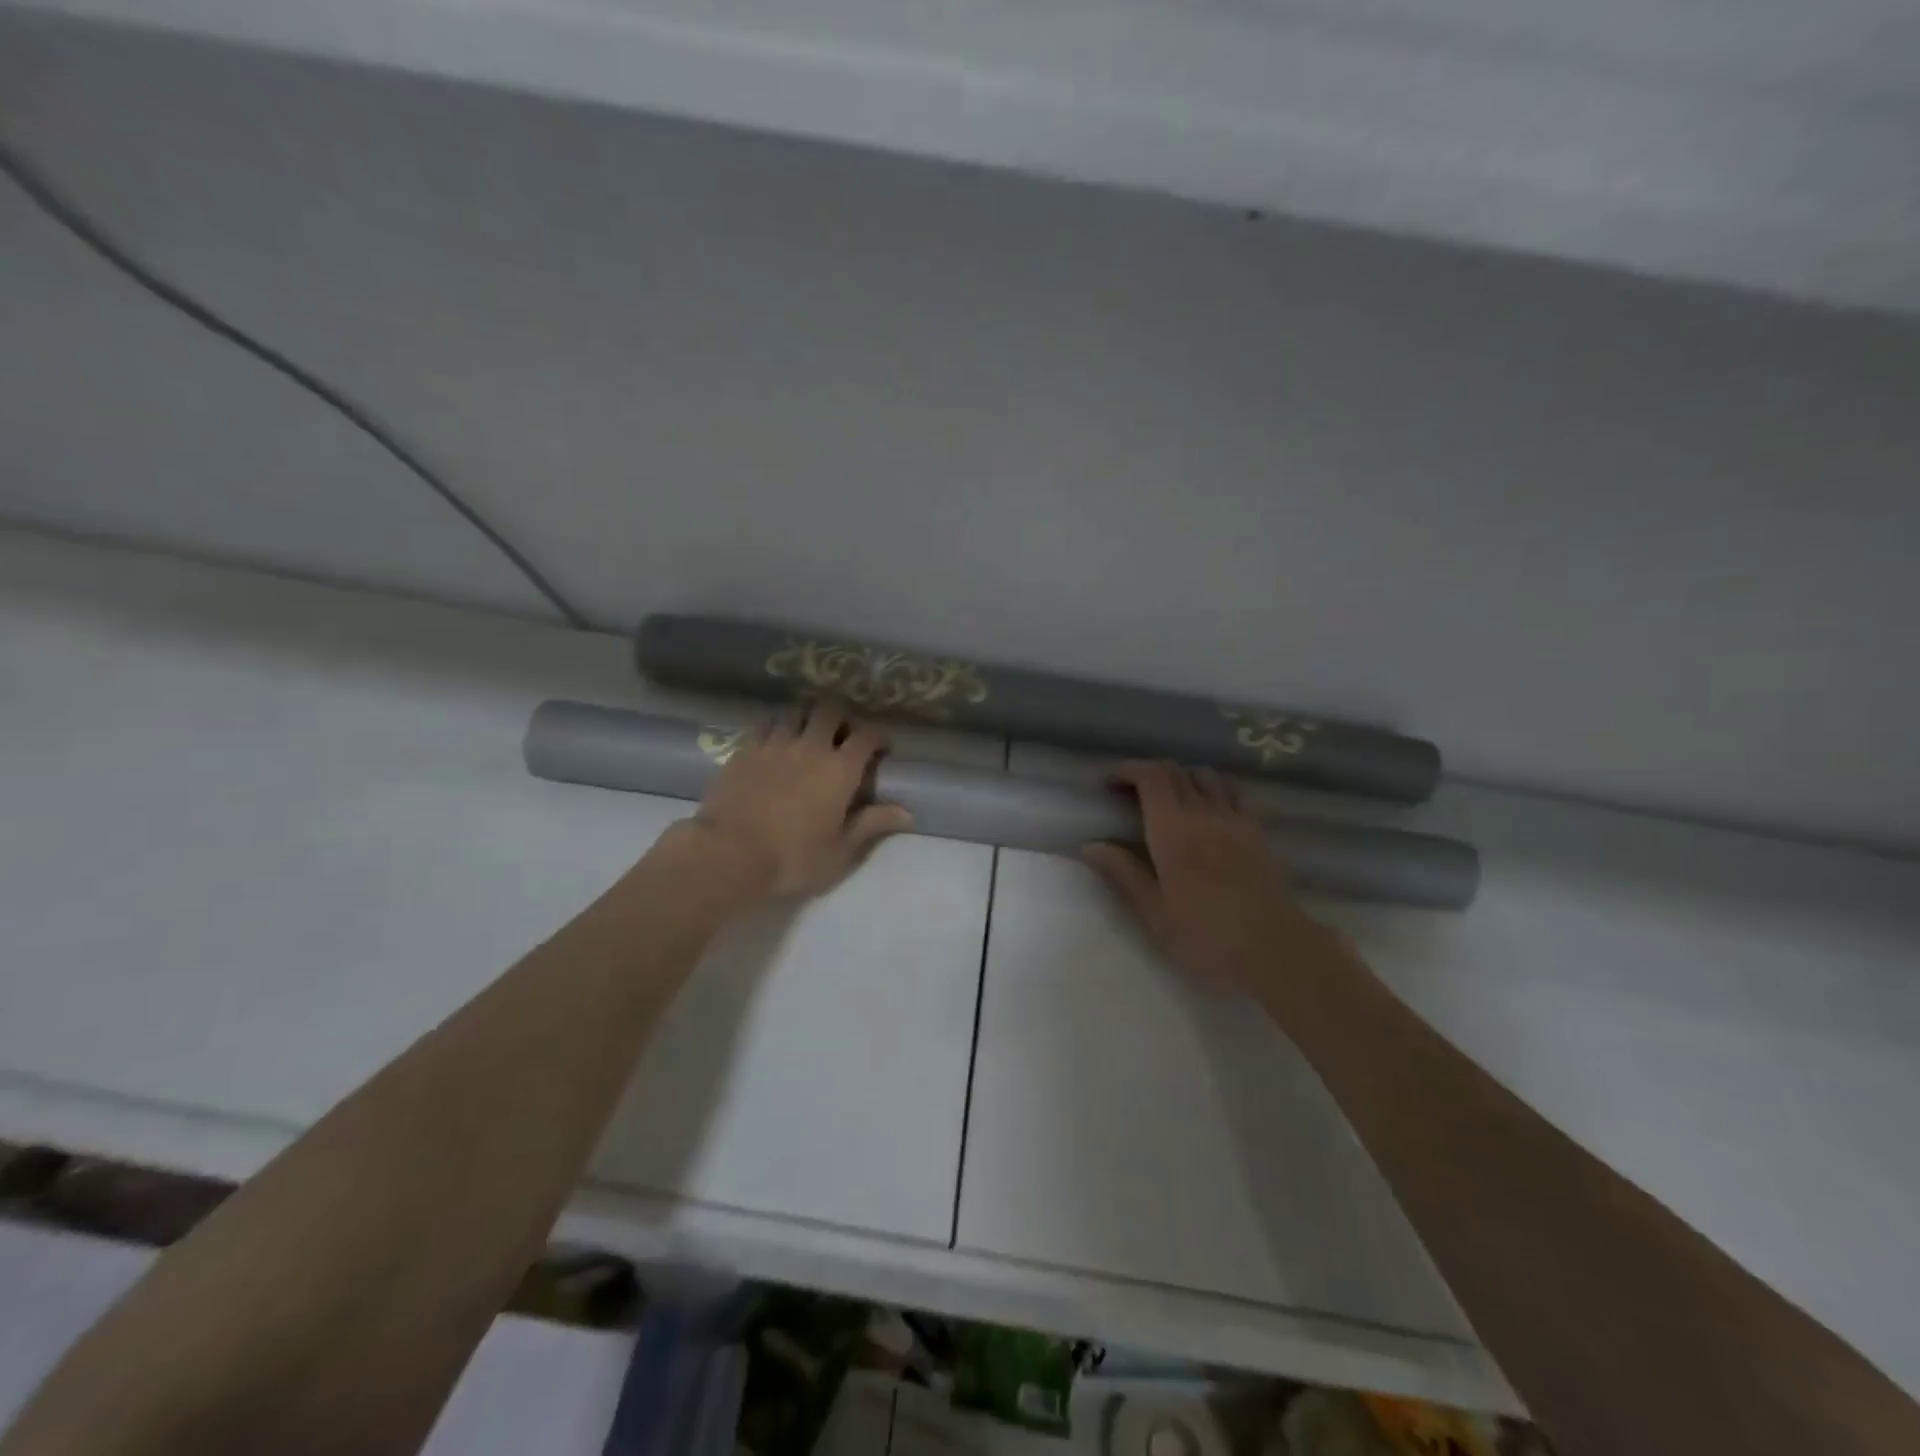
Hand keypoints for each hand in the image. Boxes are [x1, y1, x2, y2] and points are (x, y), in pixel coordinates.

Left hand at [684, 701, 912, 899]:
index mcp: (840, 769)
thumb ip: (872, 824)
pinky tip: (775, 740)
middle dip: (841, 717)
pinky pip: (765, 724)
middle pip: (830, 711)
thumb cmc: (793, 857)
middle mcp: (811, 746)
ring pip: (796, 712)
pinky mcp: (745, 750)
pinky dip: (777, 726)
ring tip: (807, 735)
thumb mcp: (840, 850)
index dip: (878, 736)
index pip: (867, 736)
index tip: (881, 748)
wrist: (729, 854)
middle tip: (842, 736)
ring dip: (807, 718)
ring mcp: (774, 744)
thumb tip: (907, 812)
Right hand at [1082, 762, 1325, 996]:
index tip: (1107, 784)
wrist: (1273, 949)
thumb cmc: (1205, 936)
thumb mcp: (1154, 912)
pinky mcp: (1258, 830)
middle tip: (1129, 794)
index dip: (1126, 771)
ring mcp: (1235, 818)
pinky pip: (1235, 792)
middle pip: (1175, 771)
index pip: (1150, 776)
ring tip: (1169, 800)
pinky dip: (1215, 788)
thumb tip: (1089, 845)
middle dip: (1148, 774)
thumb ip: (1123, 872)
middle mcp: (1203, 813)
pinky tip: (1210, 809)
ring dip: (1182, 778)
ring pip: (1206, 776)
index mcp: (1173, 829)